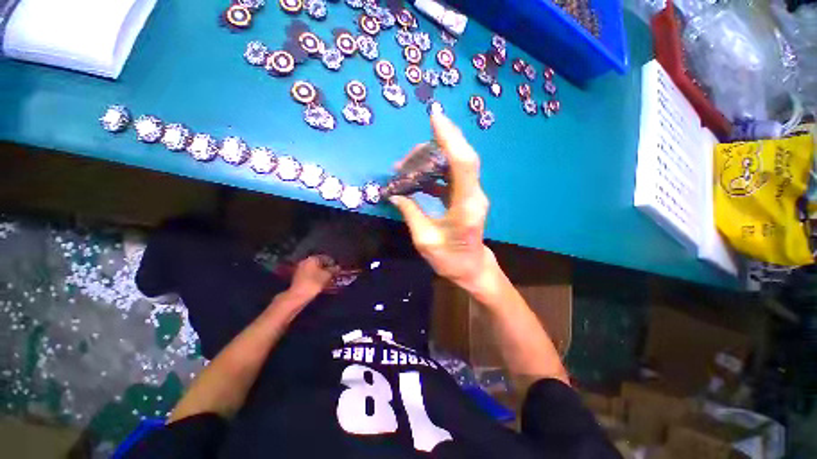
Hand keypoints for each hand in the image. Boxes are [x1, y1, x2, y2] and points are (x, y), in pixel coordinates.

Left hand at [287, 255, 336, 301]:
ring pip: (315, 269)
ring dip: (322, 273)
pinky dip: (316, 276)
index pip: (326, 257)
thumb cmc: (314, 283)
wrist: (298, 296)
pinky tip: (320, 282)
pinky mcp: (298, 277)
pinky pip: (310, 274)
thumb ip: (333, 270)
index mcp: (312, 258)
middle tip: (334, 274)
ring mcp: (300, 269)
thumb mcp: (327, 276)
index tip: (338, 269)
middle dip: (327, 268)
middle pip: (320, 263)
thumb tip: (338, 267)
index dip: (333, 263)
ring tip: (328, 279)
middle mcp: (305, 261)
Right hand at [389, 113, 497, 294]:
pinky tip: (418, 177)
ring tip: (408, 166)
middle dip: (437, 145)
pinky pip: (452, 176)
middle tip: (409, 154)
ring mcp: (472, 195)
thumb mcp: (425, 240)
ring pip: (456, 165)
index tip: (435, 117)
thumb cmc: (450, 259)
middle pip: (461, 158)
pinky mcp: (467, 197)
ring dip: (433, 160)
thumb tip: (395, 194)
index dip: (450, 138)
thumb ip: (411, 213)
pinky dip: (435, 172)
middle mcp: (474, 195)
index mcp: (466, 206)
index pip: (463, 164)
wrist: (471, 268)